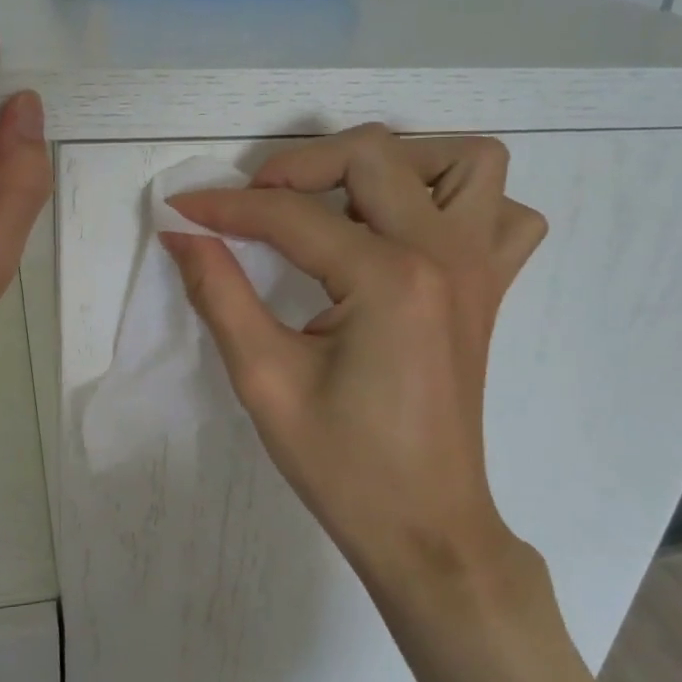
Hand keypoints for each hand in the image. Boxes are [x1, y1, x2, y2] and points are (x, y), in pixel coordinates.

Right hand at [163, 125, 545, 599]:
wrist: (425, 528)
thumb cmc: (343, 466)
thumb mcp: (264, 380)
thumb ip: (219, 293)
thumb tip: (182, 232)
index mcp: (389, 279)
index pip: (292, 214)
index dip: (225, 206)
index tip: (180, 209)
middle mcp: (444, 255)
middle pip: (374, 154)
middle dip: (300, 165)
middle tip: (255, 205)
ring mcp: (479, 268)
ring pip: (465, 162)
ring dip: (398, 163)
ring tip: (345, 201)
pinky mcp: (489, 289)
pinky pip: (501, 213)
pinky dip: (458, 202)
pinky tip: (410, 233)